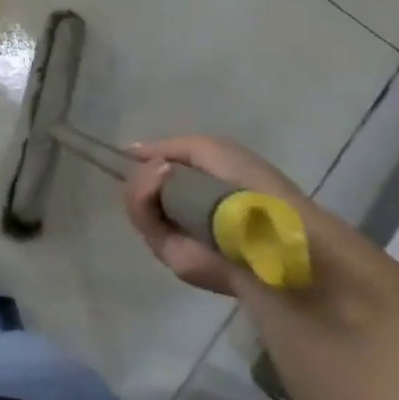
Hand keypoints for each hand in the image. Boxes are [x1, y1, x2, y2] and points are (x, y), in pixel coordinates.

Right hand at [123, 135, 308, 295]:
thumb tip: (129, 152)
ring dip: (141, 182)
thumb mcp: (210, 148)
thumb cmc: (248, 184)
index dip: (143, 160)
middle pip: (140, 184)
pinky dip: (142, 199)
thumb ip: (168, 147)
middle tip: (154, 167)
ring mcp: (173, 230)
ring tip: (160, 173)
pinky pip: (142, 220)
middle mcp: (183, 206)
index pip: (156, 169)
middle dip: (140, 171)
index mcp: (199, 183)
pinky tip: (158, 183)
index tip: (130, 154)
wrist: (269, 234)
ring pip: (136, 201)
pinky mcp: (166, 252)